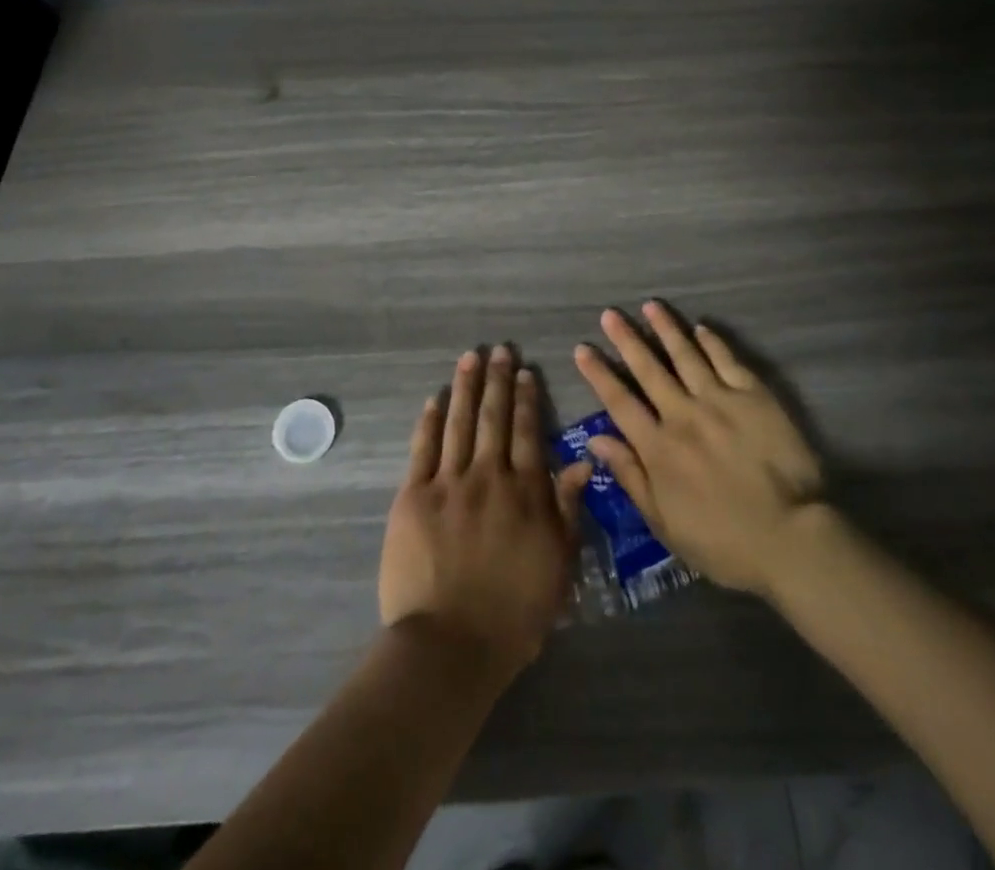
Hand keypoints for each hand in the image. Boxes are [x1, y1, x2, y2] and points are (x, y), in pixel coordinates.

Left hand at [380, 346, 593, 677]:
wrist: (451, 645)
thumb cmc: (514, 614)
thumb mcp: (558, 565)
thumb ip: (567, 509)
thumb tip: (581, 461)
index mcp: (525, 492)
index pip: (528, 433)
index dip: (527, 399)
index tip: (525, 372)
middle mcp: (489, 476)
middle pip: (493, 418)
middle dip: (497, 380)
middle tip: (499, 350)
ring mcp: (448, 483)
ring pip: (459, 423)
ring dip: (465, 387)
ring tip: (470, 358)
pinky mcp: (413, 496)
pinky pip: (423, 449)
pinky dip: (430, 421)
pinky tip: (434, 400)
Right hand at [572, 301, 826, 598]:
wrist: (791, 539)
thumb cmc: (723, 542)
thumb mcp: (664, 523)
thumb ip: (630, 476)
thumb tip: (596, 439)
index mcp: (658, 448)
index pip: (619, 402)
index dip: (599, 374)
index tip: (583, 349)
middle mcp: (683, 415)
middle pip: (649, 369)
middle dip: (626, 339)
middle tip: (609, 314)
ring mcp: (720, 401)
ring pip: (686, 355)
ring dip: (666, 329)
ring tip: (650, 306)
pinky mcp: (754, 397)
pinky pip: (728, 361)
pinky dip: (712, 342)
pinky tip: (700, 328)